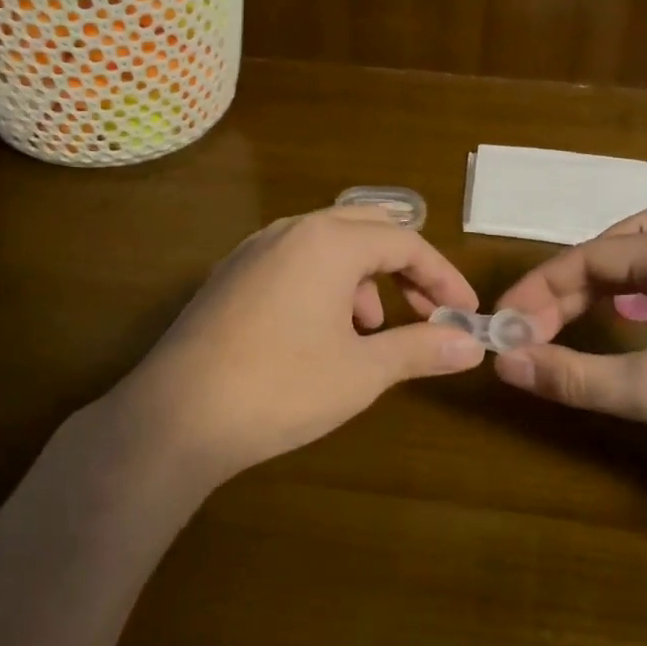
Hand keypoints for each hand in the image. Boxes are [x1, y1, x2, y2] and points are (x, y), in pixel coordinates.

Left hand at [104, 206, 485, 486]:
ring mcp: (255, 249)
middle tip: (424, 311)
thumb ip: (420, 349)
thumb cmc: (280, 387)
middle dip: (404, 267)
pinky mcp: (231, 274)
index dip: (442, 277)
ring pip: (328, 243)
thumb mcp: (361, 371)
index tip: (465, 313)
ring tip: (367, 332)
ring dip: (363, 277)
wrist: (174, 417)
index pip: (406, 242)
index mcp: (329, 241)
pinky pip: (295, 259)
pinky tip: (319, 333)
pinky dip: (325, 283)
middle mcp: (292, 230)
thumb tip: (472, 345)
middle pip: (367, 228)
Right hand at [492, 211, 646, 475]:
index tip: (505, 323)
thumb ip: (570, 375)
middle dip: (567, 285)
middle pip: (611, 249)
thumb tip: (505, 363)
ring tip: (565, 315)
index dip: (539, 290)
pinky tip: (621, 320)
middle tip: (535, 324)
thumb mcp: (646, 391)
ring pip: (638, 258)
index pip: (587, 257)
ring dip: (597, 284)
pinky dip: (628, 294)